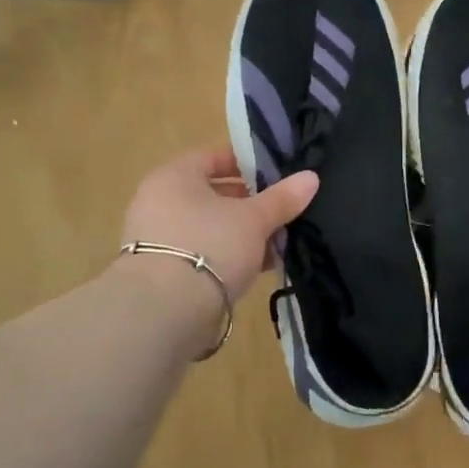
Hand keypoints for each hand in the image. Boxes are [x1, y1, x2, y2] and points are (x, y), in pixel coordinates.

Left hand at [120, 148, 317, 302]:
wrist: (166, 310)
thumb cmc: (211, 246)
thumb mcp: (255, 219)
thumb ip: (282, 198)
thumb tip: (311, 177)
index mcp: (174, 176)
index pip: (213, 157)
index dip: (247, 164)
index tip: (277, 176)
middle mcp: (158, 202)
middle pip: (212, 195)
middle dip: (250, 205)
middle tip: (281, 214)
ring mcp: (157, 238)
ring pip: (209, 227)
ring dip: (241, 235)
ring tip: (275, 245)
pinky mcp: (162, 272)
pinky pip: (202, 253)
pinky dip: (227, 257)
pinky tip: (255, 269)